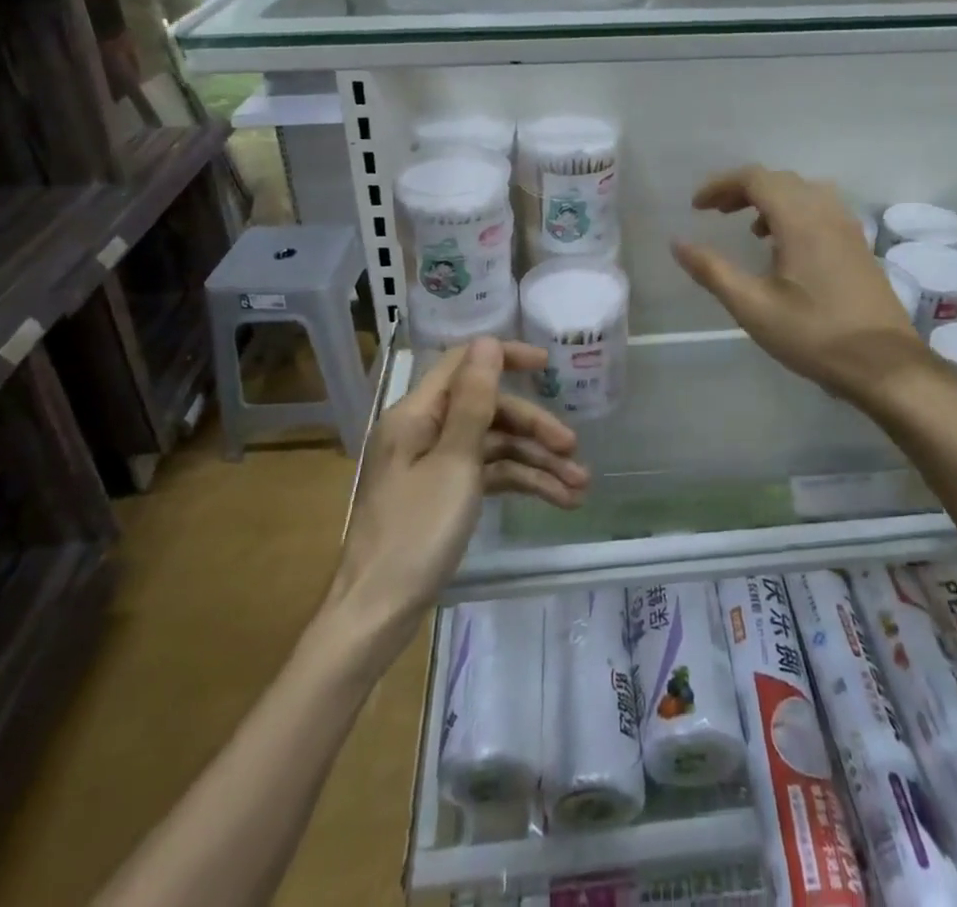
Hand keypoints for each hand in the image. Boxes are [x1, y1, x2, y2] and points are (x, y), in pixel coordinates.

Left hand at [330, 338, 587, 636]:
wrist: (377, 615)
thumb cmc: (414, 533)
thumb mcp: (454, 463)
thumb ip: (474, 401)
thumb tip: (486, 342)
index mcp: (416, 415)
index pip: (463, 365)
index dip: (505, 357)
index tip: (547, 365)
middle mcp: (423, 431)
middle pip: (487, 410)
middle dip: (533, 428)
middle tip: (573, 448)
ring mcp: (433, 465)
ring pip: (492, 446)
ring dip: (535, 461)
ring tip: (579, 486)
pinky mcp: (443, 494)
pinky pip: (486, 475)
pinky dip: (519, 483)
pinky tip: (556, 499)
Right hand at [671, 165, 932, 407]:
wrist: (885, 364)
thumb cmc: (814, 334)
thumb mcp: (753, 307)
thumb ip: (712, 271)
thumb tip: (677, 243)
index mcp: (800, 219)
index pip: (755, 179)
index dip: (721, 185)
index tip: (697, 207)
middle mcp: (827, 212)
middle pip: (779, 180)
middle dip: (743, 190)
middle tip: (716, 213)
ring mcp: (848, 227)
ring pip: (803, 192)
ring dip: (771, 199)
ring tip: (750, 229)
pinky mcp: (859, 245)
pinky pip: (821, 209)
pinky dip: (795, 213)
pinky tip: (786, 249)